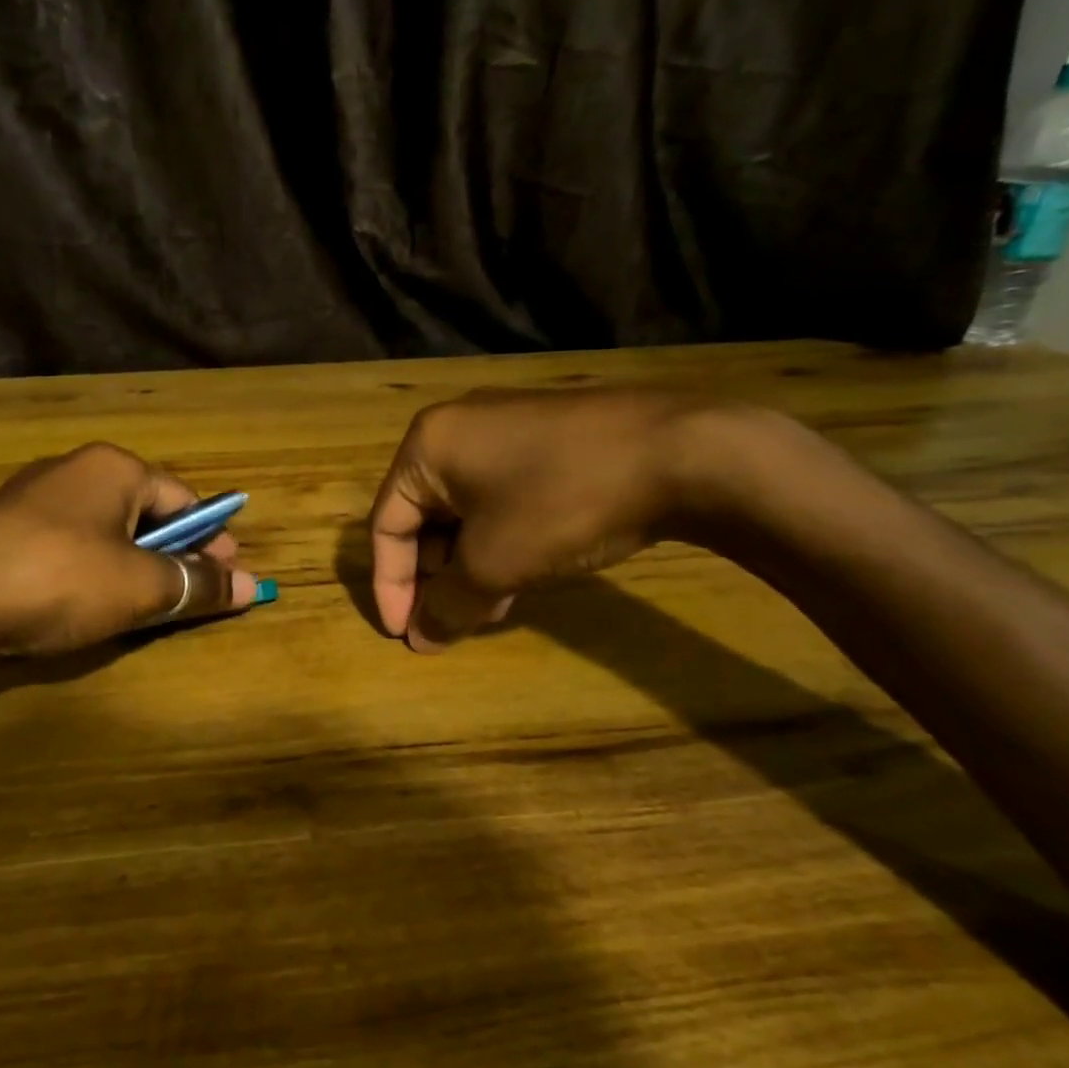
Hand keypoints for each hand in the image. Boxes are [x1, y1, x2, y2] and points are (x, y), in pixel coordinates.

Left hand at [0, 443, 261, 655]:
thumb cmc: (60, 578)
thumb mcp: (140, 586)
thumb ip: (196, 584)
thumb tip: (251, 586)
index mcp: (115, 468)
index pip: (183, 500)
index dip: (211, 539)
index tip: (229, 576)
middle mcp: (76, 471)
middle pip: (145, 513)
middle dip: (173, 555)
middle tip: (191, 595)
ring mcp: (34, 498)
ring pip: (106, 532)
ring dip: (134, 566)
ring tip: (146, 606)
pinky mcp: (6, 530)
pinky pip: (70, 546)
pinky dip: (93, 572)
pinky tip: (90, 603)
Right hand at [369, 387, 732, 651]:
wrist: (683, 452)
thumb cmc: (562, 502)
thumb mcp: (495, 564)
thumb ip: (448, 604)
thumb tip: (419, 638)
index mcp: (427, 446)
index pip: (385, 525)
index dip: (389, 586)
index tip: (402, 635)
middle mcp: (456, 429)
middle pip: (423, 517)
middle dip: (434, 577)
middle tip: (451, 622)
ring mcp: (504, 429)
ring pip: (464, 511)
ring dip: (467, 566)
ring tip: (487, 610)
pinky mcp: (545, 439)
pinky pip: (499, 498)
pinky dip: (497, 540)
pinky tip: (519, 577)